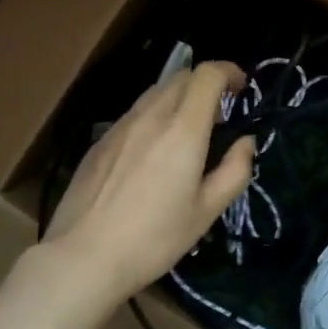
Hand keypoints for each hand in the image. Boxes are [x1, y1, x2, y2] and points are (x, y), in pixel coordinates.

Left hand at [43, 62, 256, 310]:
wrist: (82, 257)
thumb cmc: (153, 238)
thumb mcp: (206, 212)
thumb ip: (234, 171)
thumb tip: (245, 142)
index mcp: (183, 129)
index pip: (207, 74)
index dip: (228, 71)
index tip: (240, 88)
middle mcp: (152, 115)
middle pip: (182, 76)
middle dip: (206, 84)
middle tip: (218, 116)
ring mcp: (121, 125)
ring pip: (156, 91)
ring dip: (179, 97)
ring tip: (186, 132)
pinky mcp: (101, 140)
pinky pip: (135, 112)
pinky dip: (155, 115)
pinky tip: (152, 151)